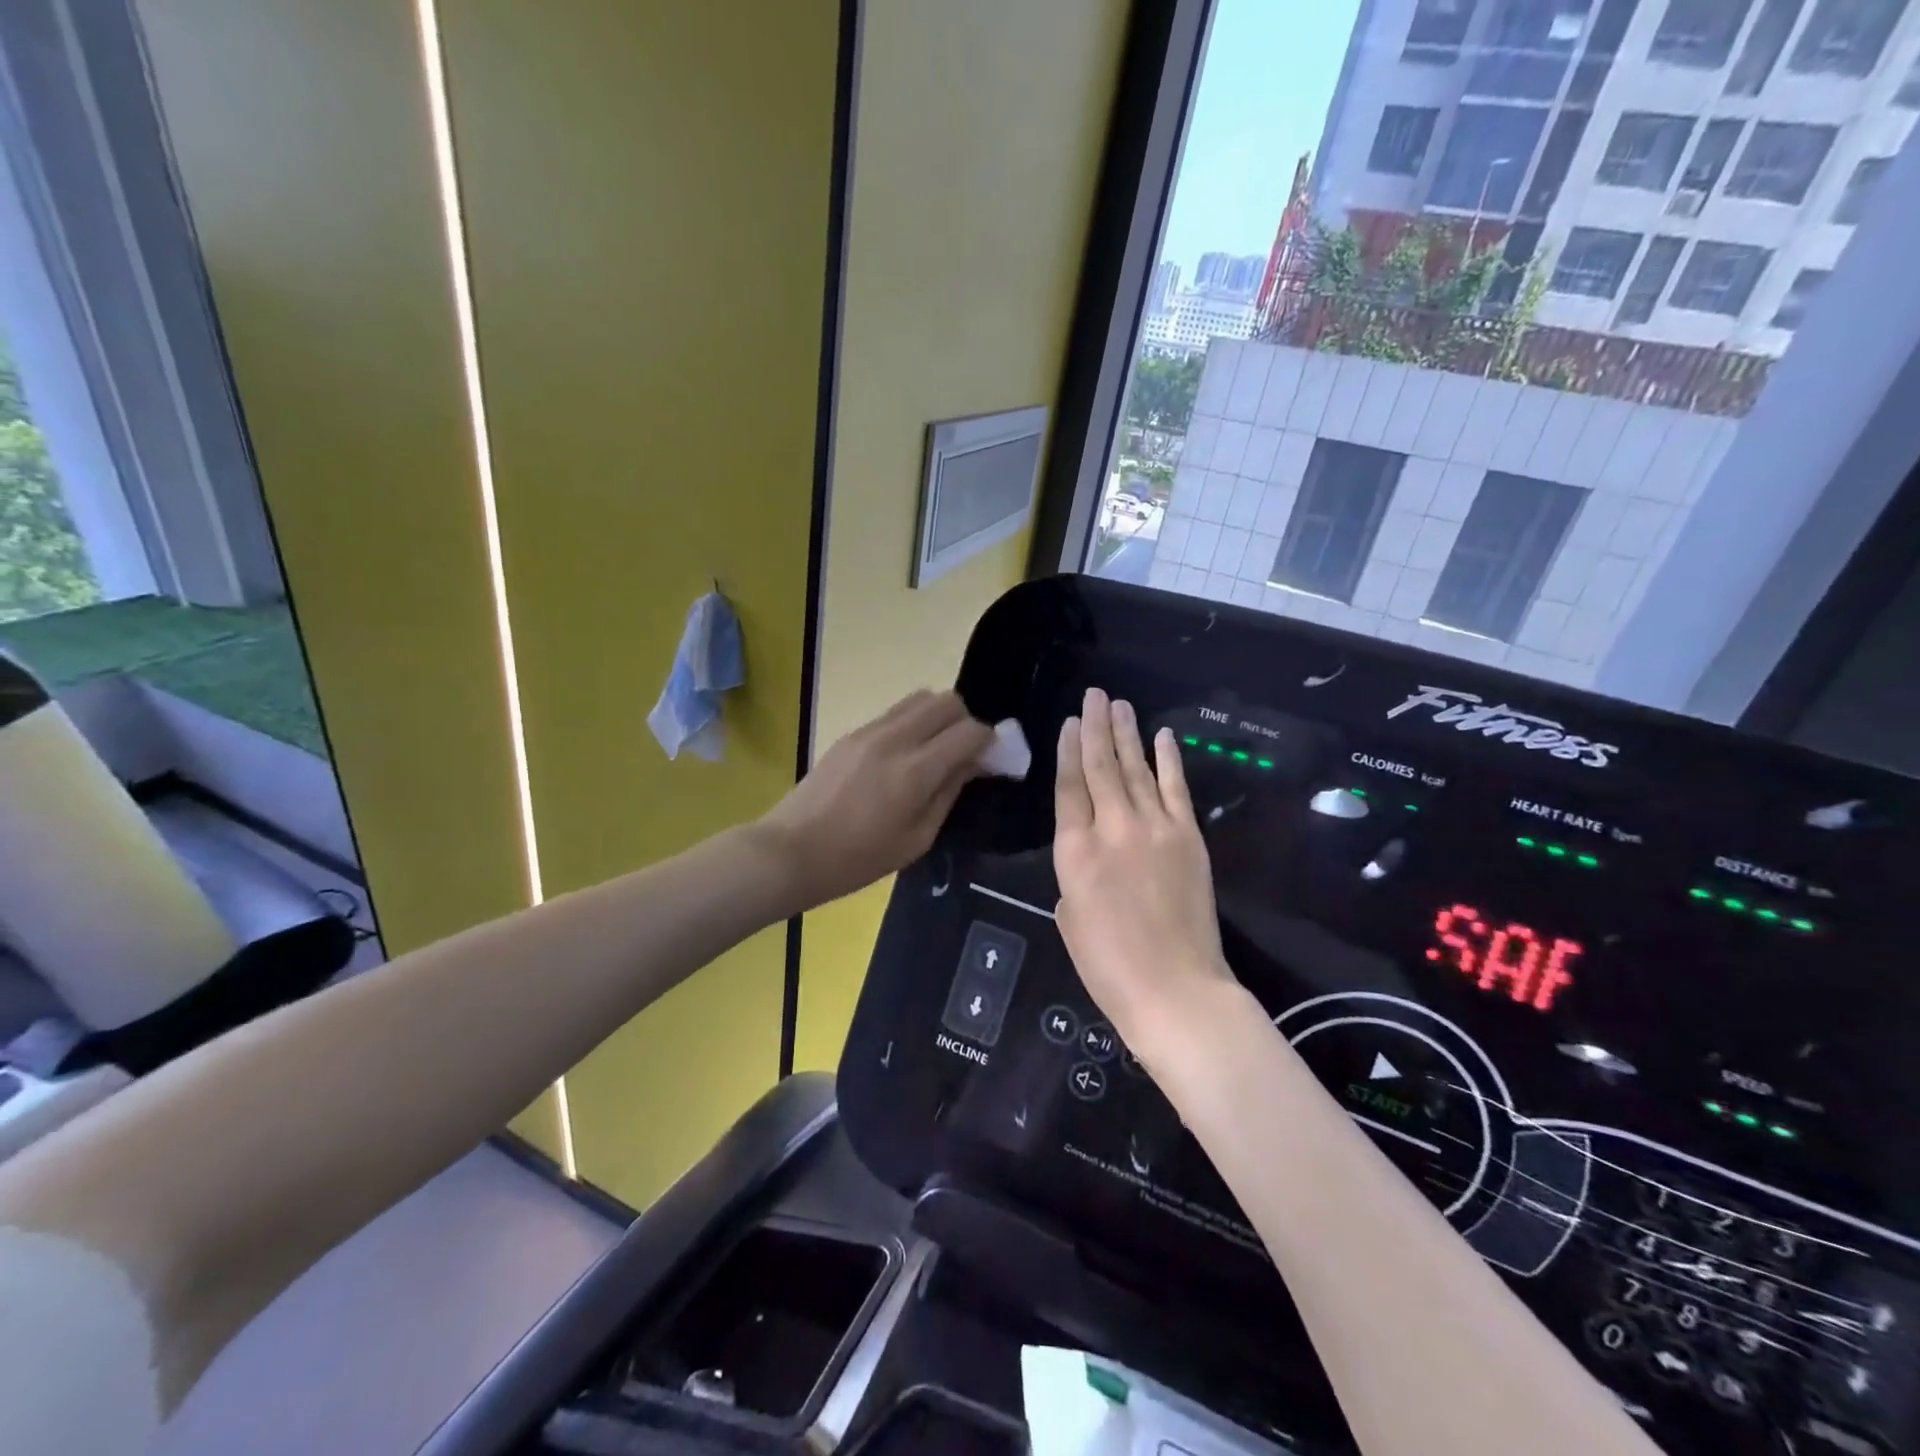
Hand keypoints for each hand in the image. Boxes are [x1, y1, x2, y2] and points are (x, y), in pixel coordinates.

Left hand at [758, 690, 991, 910]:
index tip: (992, 760)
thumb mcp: (916, 839)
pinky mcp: (851, 733)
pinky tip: (905, 755)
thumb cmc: (858, 859)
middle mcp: (895, 738)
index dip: (989, 741)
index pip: (969, 731)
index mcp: (916, 770)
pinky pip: (895, 712)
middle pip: (947, 701)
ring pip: (920, 698)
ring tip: (935, 750)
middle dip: (965, 721)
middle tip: (964, 752)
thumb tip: (973, 763)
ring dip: (938, 717)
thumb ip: (949, 793)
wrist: (791, 851)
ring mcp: (869, 731)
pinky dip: (913, 722)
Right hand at [1053, 688, 1238, 1065]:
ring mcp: (1154, 829)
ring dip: (1126, 734)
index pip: (1068, 787)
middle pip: (1101, 767)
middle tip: (1093, 695)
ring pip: (1136, 769)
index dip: (1067, 751)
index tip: (1068, 722)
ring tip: (1118, 704)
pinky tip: (1162, 736)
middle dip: (1094, 728)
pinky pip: (1175, 789)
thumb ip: (1073, 874)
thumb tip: (1090, 854)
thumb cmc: (1108, 965)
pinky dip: (1168, 760)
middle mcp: (1112, 829)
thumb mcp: (1069, 917)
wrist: (1174, 989)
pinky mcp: (1188, 837)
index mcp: (1074, 851)